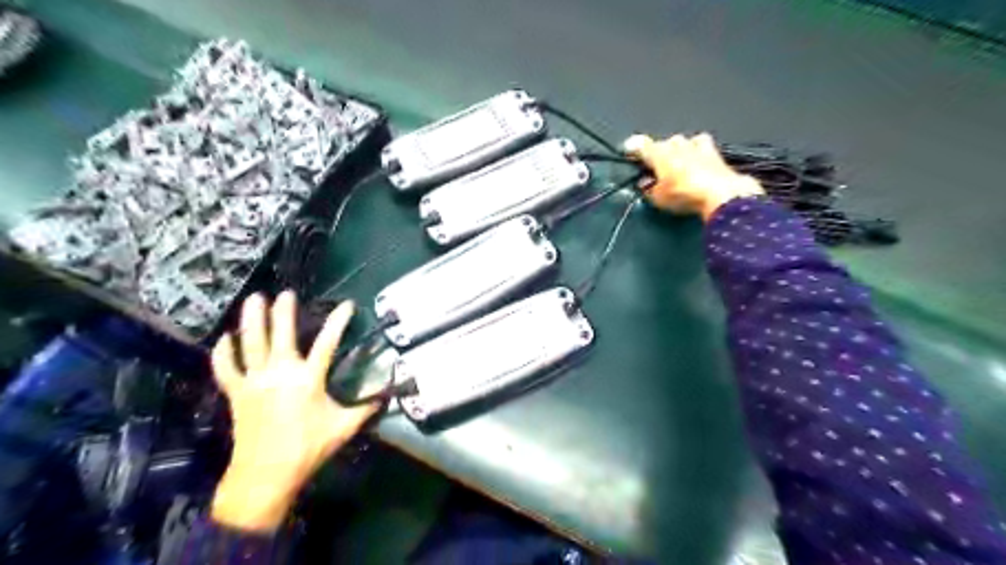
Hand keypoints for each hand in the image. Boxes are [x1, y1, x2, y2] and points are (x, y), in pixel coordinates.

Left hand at [208, 293, 376, 531]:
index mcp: (308, 379)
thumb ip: (366, 408)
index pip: (328, 342)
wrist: (265, 475)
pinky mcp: (237, 393)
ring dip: (252, 319)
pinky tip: (225, 338)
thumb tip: (387, 396)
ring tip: (254, 299)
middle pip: (281, 334)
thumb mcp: (344, 428)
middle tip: (286, 293)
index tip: (347, 305)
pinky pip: (226, 369)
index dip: (339, 321)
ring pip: (250, 343)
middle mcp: (280, 373)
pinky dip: (223, 353)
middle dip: (284, 311)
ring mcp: (255, 381)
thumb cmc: (308, 449)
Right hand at [623, 133, 762, 219]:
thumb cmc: (684, 194)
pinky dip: (697, 152)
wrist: (720, 193)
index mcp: (658, 152)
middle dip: (658, 154)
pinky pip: (701, 146)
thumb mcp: (657, 199)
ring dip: (678, 151)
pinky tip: (697, 161)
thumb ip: (647, 189)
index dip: (632, 148)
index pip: (640, 144)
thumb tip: (644, 184)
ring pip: (682, 142)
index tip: (628, 151)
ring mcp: (696, 144)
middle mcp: (676, 143)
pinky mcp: (714, 150)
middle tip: (657, 171)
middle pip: (662, 144)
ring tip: (678, 165)